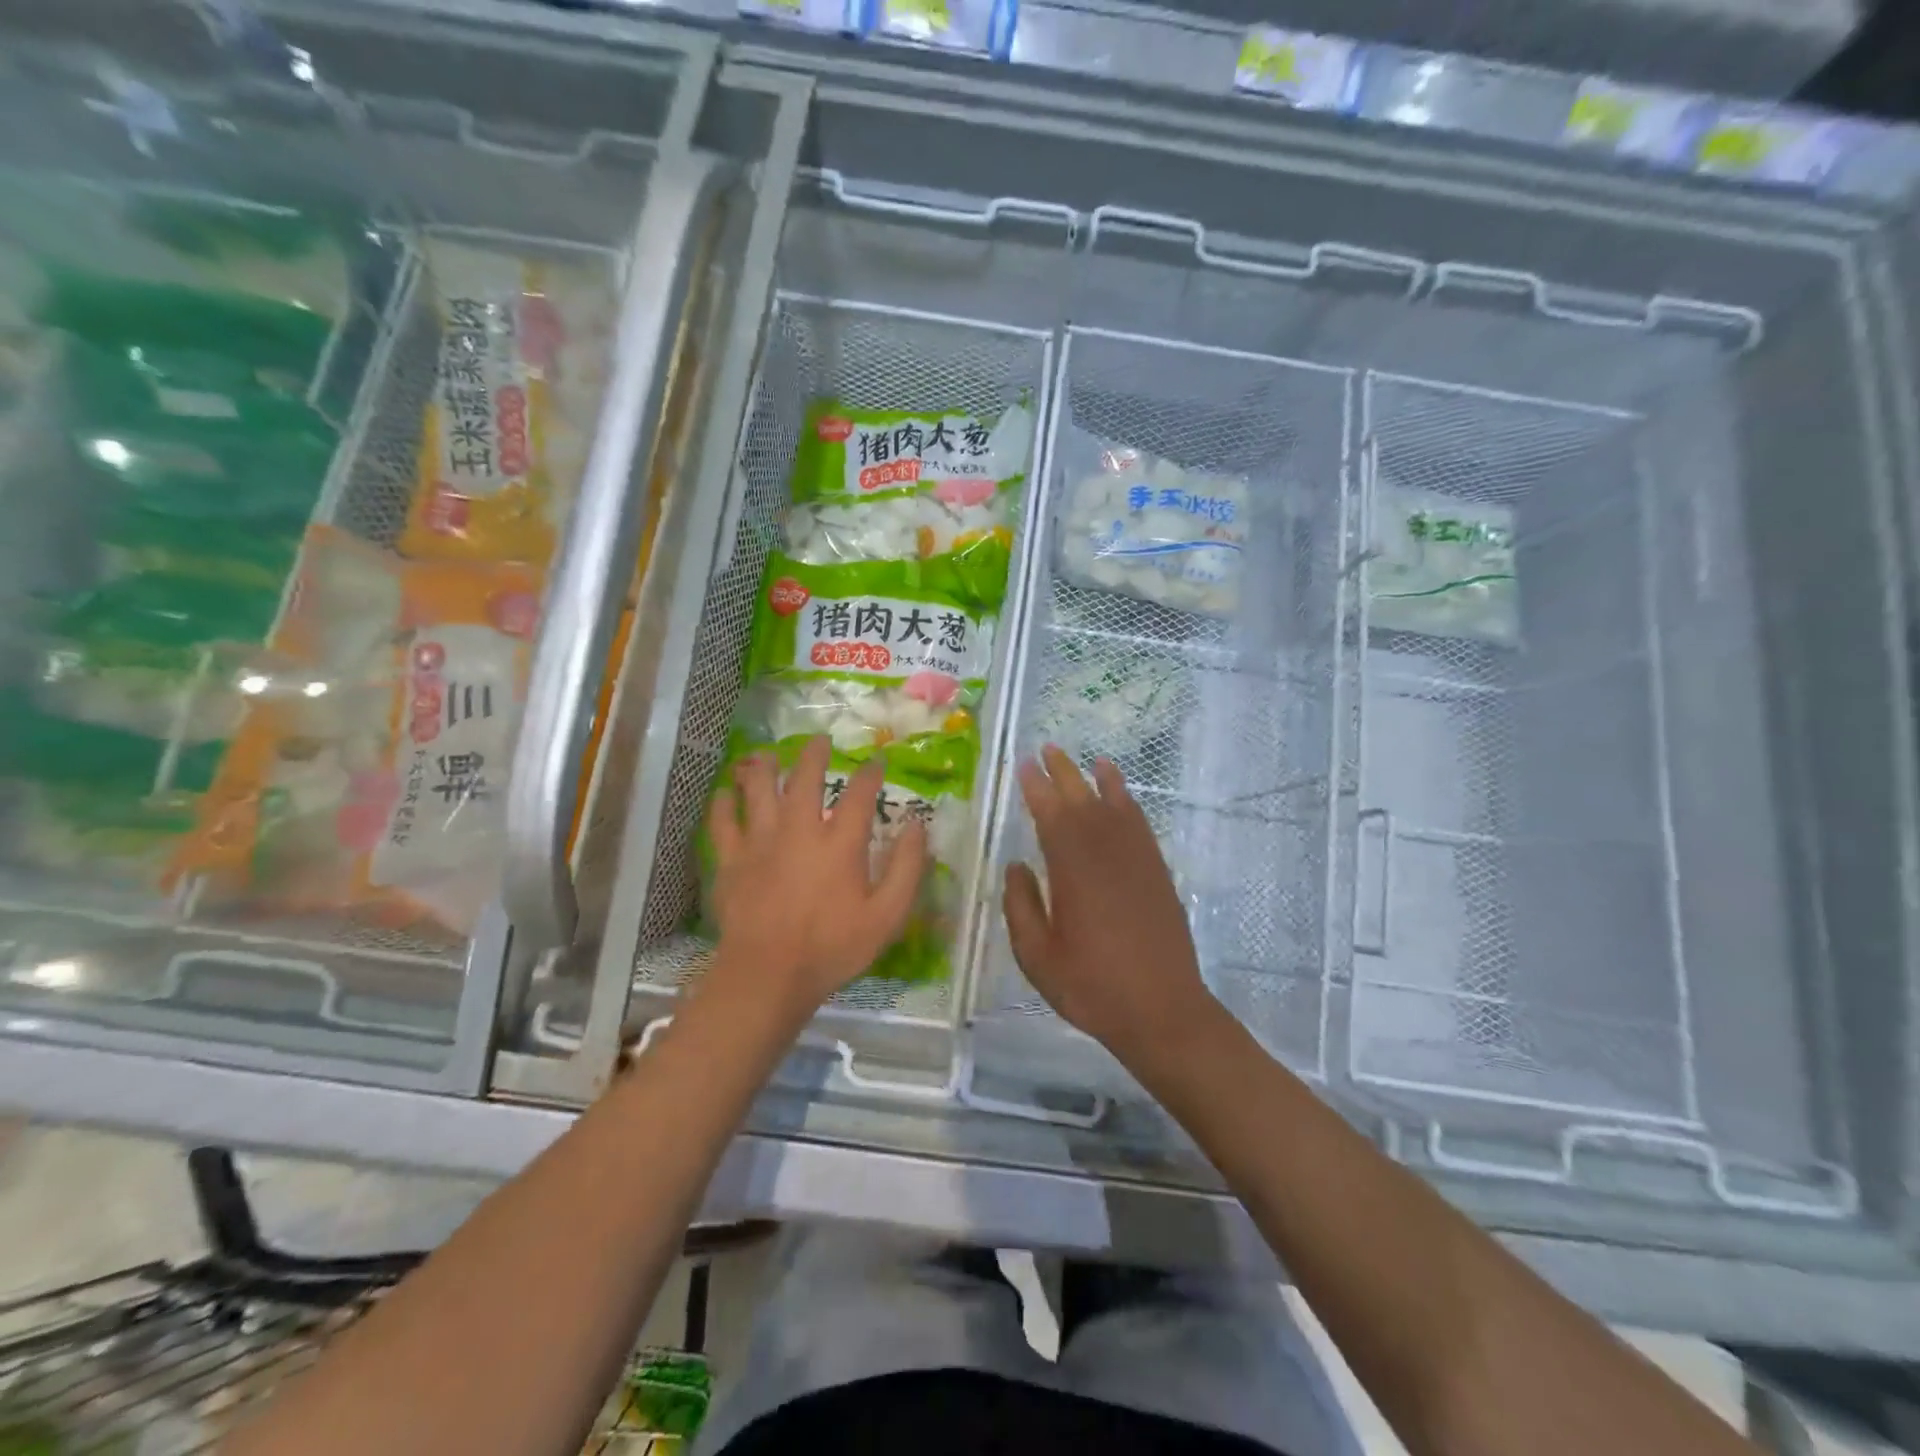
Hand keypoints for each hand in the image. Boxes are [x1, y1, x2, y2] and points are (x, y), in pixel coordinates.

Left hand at [706, 735, 927, 1015]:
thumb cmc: (832, 948)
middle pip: (805, 778)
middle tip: (819, 740)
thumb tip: (918, 827)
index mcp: (839, 843)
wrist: (767, 976)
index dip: (870, 774)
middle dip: (814, 754)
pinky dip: (724, 803)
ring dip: (765, 767)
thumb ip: (906, 869)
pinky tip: (726, 794)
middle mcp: (799, 830)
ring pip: (759, 789)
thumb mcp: (887, 917)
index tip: (876, 763)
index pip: (859, 794)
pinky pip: (722, 821)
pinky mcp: (731, 859)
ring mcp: (760, 842)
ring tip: (768, 756)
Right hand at [1003, 746, 1218, 1064]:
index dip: (1036, 788)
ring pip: (1115, 806)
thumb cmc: (1092, 986)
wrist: (1162, 1010)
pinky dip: (1129, 803)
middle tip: (1047, 749)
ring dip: (1099, 780)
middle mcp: (1105, 853)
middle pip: (1082, 800)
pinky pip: (1141, 825)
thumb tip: (1016, 867)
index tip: (1024, 766)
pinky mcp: (1157, 872)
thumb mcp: (1037, 957)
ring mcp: (1136, 860)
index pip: (1050, 815)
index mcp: (1072, 870)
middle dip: (1063, 773)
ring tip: (1089, 760)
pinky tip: (1122, 797)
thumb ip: (1021, 907)